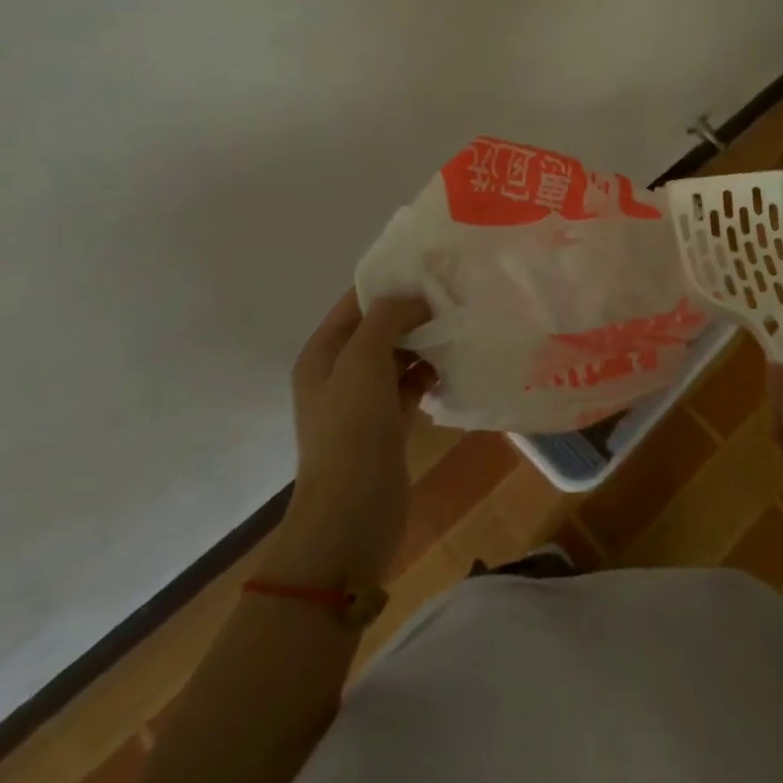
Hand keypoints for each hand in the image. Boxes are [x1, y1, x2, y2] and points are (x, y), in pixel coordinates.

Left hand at [273, 290, 432, 588]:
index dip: (390, 283)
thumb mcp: (364, 360)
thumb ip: (388, 317)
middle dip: (414, 312)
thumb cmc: (351, 430)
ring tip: (459, 329)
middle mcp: (340, 372)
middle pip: (380, 328)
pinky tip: (452, 368)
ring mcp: (364, 401)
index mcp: (323, 353)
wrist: (351, 514)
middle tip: (456, 296)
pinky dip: (429, 375)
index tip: (433, 268)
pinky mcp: (388, 424)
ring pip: (399, 357)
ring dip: (425, 344)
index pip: (356, 302)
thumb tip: (416, 298)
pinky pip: (411, 385)